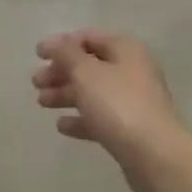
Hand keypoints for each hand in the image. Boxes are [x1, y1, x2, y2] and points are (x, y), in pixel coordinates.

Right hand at [32, 30, 189, 191]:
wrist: (155, 155)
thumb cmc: (118, 105)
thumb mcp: (86, 73)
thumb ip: (66, 54)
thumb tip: (52, 42)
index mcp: (126, 50)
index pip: (90, 37)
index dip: (62, 43)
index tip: (38, 55)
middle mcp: (132, 71)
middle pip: (90, 66)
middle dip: (61, 71)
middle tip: (36, 82)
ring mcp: (133, 101)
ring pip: (93, 92)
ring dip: (66, 94)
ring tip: (41, 102)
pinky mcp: (130, 129)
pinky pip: (100, 117)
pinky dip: (81, 119)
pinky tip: (62, 126)